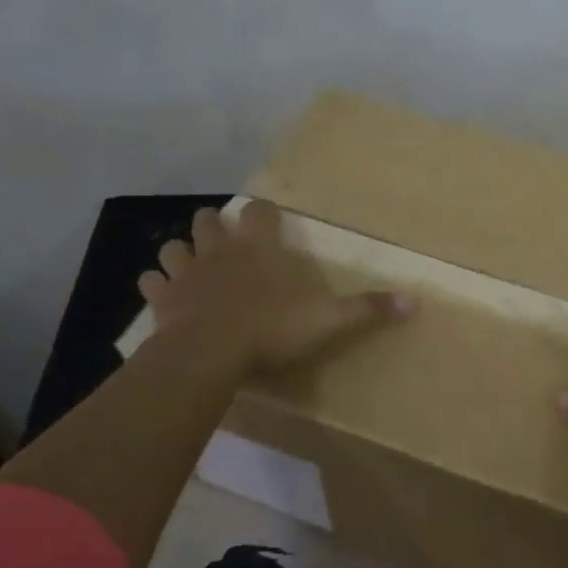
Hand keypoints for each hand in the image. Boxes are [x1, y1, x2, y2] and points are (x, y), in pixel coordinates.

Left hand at [137, 200, 413, 373]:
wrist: (208, 355)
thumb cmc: (269, 330)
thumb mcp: (327, 320)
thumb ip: (368, 309)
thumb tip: (416, 301)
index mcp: (258, 248)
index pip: (260, 212)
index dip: (265, 212)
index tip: (269, 218)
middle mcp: (219, 251)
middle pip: (208, 220)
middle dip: (214, 224)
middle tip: (226, 241)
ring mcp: (186, 273)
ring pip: (174, 246)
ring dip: (182, 252)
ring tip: (191, 265)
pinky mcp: (162, 299)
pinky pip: (151, 282)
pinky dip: (156, 285)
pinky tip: (164, 295)